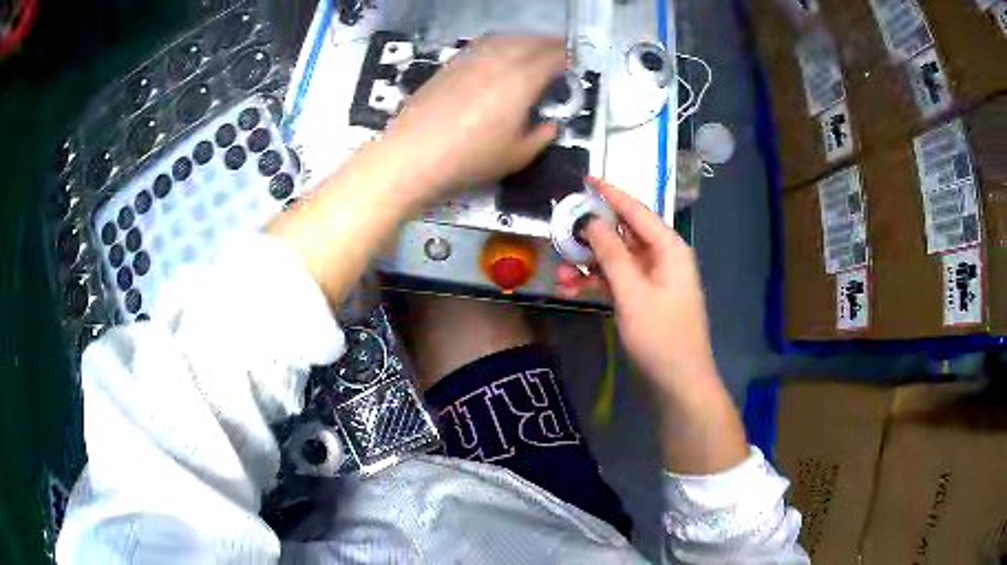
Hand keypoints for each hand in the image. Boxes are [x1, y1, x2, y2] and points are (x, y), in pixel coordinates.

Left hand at [384, 35, 564, 201]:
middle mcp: (498, 60)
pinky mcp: (451, 65)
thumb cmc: (470, 158)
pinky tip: (499, 56)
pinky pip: (483, 45)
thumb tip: (551, 125)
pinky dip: (500, 45)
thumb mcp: (517, 156)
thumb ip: (541, 137)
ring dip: (525, 40)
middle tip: (561, 52)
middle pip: (531, 41)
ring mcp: (471, 59)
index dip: (568, 57)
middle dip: (550, 44)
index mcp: (521, 80)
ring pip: (506, 39)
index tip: (576, 62)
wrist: (413, 155)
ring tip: (533, 49)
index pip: (553, 57)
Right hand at [559, 180, 747, 473]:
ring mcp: (653, 279)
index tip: (584, 178)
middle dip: (591, 236)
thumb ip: (611, 254)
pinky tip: (571, 290)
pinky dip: (596, 284)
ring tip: (560, 274)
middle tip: (560, 233)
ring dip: (589, 265)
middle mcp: (662, 257)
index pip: (636, 210)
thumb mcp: (632, 292)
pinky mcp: (644, 298)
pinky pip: (617, 281)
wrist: (678, 381)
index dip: (610, 193)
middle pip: (622, 234)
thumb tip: (591, 221)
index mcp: (668, 248)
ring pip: (616, 259)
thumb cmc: (660, 334)